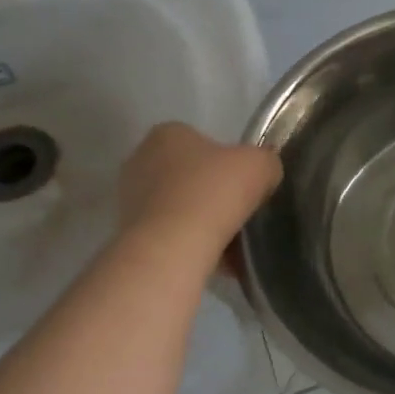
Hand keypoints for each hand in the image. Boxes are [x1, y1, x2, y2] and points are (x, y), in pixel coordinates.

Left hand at [117, 123, 281, 260]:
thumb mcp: (260, 165)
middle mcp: (141, 160)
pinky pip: (169, 235)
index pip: (200, 141)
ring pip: (177, 207)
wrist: (173, 247)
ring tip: (228, 242)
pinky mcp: (129, 233)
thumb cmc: (214, 192)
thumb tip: (264, 172)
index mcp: (167, 134)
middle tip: (237, 212)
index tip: (243, 184)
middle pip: (187, 174)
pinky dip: (190, 244)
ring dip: (200, 221)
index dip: (226, 162)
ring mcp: (129, 199)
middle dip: (210, 192)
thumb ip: (265, 162)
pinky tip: (213, 260)